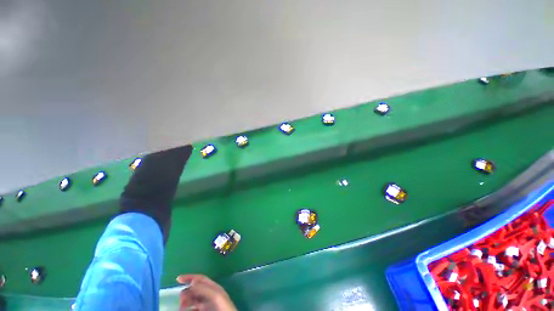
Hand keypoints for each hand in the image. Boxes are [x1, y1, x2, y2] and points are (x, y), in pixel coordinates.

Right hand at [177, 274, 236, 310]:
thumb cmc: (223, 307)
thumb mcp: (215, 296)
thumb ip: (205, 289)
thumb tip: (192, 282)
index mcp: (213, 287)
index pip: (201, 279)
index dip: (190, 277)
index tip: (178, 279)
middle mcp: (210, 294)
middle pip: (195, 289)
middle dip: (186, 292)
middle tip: (181, 300)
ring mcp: (207, 304)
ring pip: (193, 300)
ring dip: (186, 302)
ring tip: (181, 308)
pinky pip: (194, 309)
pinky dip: (189, 309)